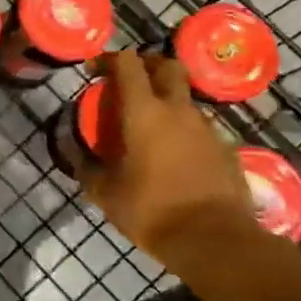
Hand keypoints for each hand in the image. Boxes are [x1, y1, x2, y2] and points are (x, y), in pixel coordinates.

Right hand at [82, 51, 261, 262]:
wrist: (216, 242)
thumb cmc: (152, 211)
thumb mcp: (105, 193)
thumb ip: (86, 167)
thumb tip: (73, 152)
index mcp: (144, 112)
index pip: (128, 63)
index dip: (108, 59)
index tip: (94, 71)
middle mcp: (178, 110)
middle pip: (167, 66)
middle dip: (147, 65)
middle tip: (130, 82)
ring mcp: (207, 128)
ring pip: (185, 98)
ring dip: (167, 101)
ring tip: (150, 127)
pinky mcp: (227, 149)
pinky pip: (201, 128)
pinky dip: (184, 131)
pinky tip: (175, 156)